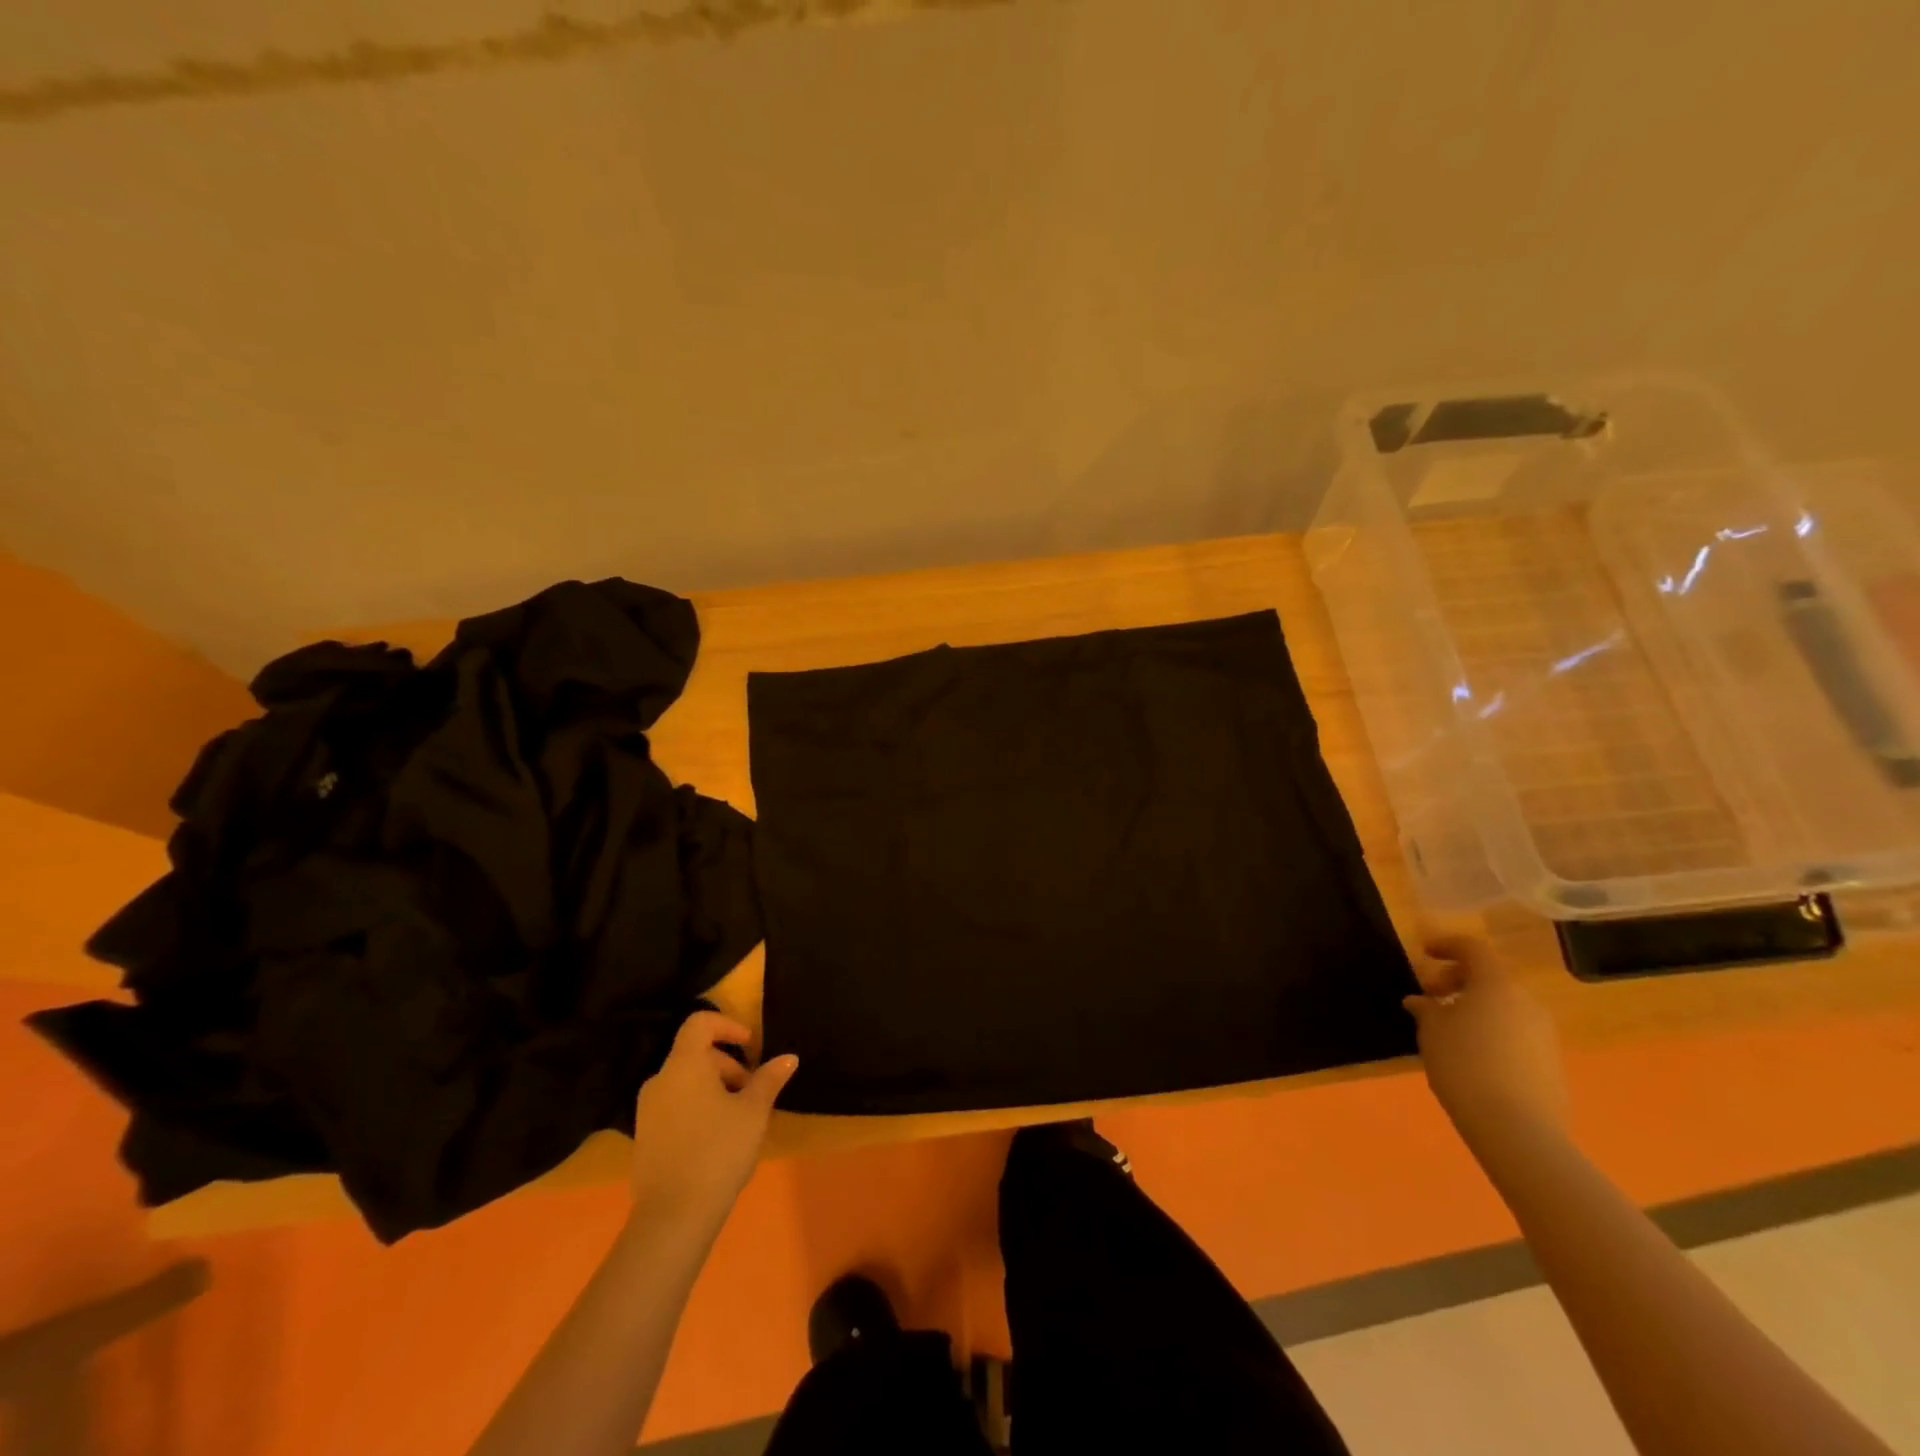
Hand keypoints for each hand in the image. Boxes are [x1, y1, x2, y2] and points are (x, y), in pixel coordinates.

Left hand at [628, 1012, 796, 1232]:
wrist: (672, 1217)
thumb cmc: (718, 1151)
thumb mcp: (753, 1112)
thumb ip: (769, 1079)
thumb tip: (788, 1058)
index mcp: (683, 1065)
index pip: (700, 1024)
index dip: (728, 1026)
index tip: (751, 1046)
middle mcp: (660, 1081)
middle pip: (695, 1054)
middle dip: (728, 1066)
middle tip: (753, 1092)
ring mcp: (647, 1111)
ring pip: (686, 1082)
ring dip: (714, 1089)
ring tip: (739, 1118)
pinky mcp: (644, 1138)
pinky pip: (675, 1107)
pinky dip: (698, 1108)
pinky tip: (717, 1139)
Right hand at [1405, 936, 1567, 1147]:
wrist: (1518, 1129)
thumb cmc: (1464, 1065)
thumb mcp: (1431, 1031)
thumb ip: (1426, 1009)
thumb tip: (1421, 1001)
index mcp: (1496, 985)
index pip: (1472, 949)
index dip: (1446, 945)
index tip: (1423, 953)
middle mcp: (1526, 1002)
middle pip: (1490, 978)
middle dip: (1458, 981)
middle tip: (1431, 997)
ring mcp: (1544, 1034)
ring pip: (1504, 1007)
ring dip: (1475, 1008)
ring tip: (1448, 1030)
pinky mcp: (1551, 1063)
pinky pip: (1515, 1033)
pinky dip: (1491, 1031)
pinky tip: (1471, 1056)